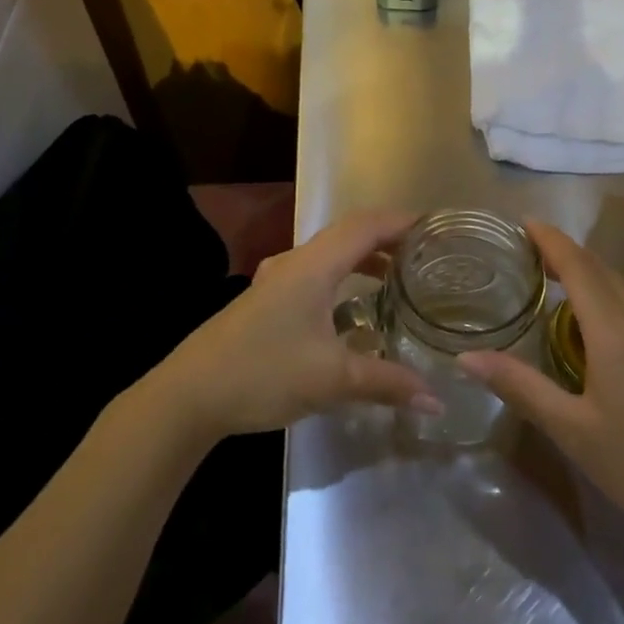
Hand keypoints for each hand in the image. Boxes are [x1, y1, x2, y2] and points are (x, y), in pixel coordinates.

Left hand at [157, 209, 440, 438]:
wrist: (187, 395)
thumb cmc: (262, 372)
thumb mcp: (331, 379)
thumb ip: (386, 383)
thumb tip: (436, 401)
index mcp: (313, 265)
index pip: (366, 226)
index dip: (401, 222)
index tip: (436, 228)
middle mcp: (295, 262)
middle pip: (349, 234)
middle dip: (387, 239)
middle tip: (424, 255)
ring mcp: (276, 281)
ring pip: (329, 255)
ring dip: (363, 259)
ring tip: (396, 278)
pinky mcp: (265, 301)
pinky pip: (315, 274)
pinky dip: (342, 278)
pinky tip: (351, 311)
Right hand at [458, 221, 623, 548]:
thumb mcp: (573, 431)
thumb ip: (521, 387)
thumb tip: (467, 358)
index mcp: (614, 329)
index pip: (577, 265)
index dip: (550, 239)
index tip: (523, 222)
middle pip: (600, 267)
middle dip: (564, 252)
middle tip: (528, 252)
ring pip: (622, 283)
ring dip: (589, 272)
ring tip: (557, 282)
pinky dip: (610, 292)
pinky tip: (601, 321)